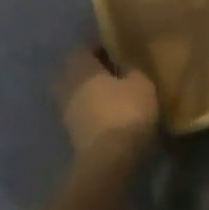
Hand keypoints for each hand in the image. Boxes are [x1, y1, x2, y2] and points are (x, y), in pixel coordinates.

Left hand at [54, 48, 159, 170]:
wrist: (108, 159)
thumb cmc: (125, 112)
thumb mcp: (141, 84)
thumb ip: (133, 70)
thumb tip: (126, 66)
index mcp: (81, 67)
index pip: (83, 49)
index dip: (99, 49)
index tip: (117, 54)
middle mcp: (68, 85)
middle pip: (75, 72)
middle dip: (92, 72)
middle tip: (114, 74)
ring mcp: (66, 112)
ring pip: (77, 94)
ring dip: (91, 94)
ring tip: (114, 98)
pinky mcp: (71, 134)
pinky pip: (81, 114)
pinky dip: (92, 113)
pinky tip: (110, 117)